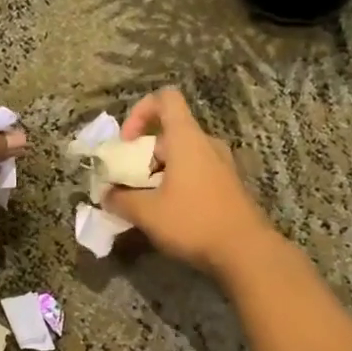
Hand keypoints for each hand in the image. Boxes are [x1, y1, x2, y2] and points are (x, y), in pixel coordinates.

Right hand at [104, 87, 275, 278]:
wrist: (245, 251)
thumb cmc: (193, 222)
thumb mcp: (147, 213)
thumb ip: (120, 199)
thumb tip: (106, 195)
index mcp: (187, 139)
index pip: (165, 99)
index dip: (140, 112)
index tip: (126, 143)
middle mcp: (206, 144)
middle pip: (168, 134)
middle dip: (142, 156)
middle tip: (127, 184)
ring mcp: (221, 165)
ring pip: (181, 157)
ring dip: (157, 174)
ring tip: (144, 203)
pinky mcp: (228, 186)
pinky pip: (195, 174)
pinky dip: (176, 185)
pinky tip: (167, 215)